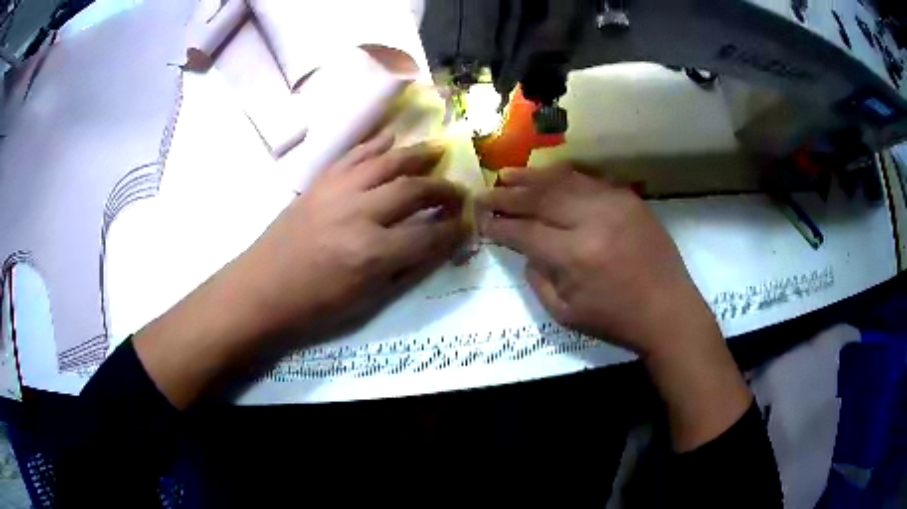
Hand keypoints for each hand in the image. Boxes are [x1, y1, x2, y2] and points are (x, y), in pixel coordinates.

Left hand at [235, 133, 467, 338]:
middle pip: (413, 190)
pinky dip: (375, 143)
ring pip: (387, 162)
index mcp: (373, 253)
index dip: (453, 230)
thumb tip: (434, 246)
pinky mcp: (320, 182)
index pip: (428, 235)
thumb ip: (404, 269)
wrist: (261, 288)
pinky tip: (391, 137)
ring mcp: (337, 192)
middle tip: (458, 191)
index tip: (466, 223)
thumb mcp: (365, 301)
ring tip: (438, 150)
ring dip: (417, 155)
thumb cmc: (313, 305)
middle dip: (443, 190)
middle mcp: (360, 214)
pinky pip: (353, 155)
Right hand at [477, 163, 714, 357]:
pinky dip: (564, 176)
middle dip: (507, 196)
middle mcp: (592, 220)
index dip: (498, 225)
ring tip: (508, 175)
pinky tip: (547, 176)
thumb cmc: (616, 321)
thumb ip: (538, 278)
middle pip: (539, 198)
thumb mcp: (565, 314)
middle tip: (485, 193)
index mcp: (574, 255)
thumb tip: (525, 248)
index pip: (524, 231)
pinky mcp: (629, 198)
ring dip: (532, 177)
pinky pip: (589, 180)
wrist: (668, 310)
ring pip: (563, 180)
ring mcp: (614, 203)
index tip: (481, 220)